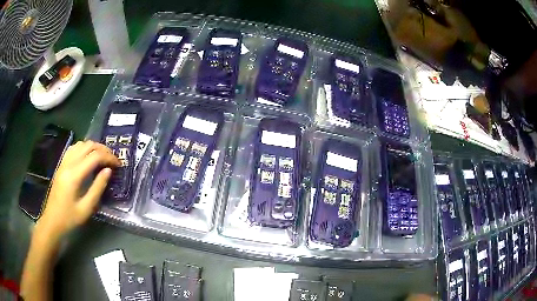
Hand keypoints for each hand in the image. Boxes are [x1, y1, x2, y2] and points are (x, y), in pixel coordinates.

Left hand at [36, 141, 119, 240]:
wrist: (52, 221)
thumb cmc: (70, 218)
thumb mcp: (87, 208)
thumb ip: (98, 188)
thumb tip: (109, 171)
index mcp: (74, 175)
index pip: (94, 157)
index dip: (109, 158)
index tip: (119, 165)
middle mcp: (68, 163)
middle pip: (88, 146)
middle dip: (103, 150)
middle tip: (113, 160)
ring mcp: (63, 162)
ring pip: (81, 144)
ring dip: (94, 147)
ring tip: (102, 157)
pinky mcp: (61, 165)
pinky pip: (73, 148)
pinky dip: (84, 148)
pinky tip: (88, 157)